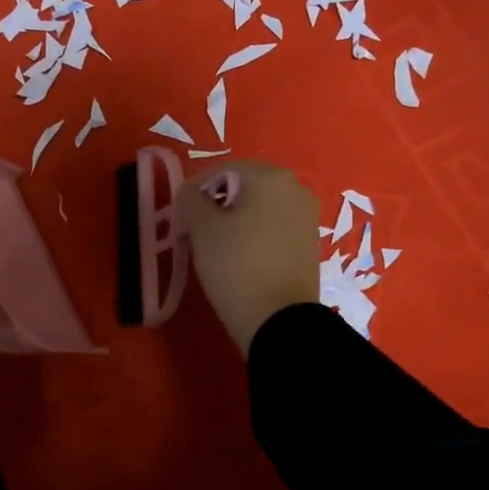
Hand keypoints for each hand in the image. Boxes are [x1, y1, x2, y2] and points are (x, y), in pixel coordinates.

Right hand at [178, 159, 320, 352]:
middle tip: (194, 232)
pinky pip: (274, 227)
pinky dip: (254, 235)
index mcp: (270, 177)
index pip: (222, 170)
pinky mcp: (309, 243)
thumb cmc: (235, 265)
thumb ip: (189, 200)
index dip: (194, 190)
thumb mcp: (201, 228)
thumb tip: (189, 193)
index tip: (179, 217)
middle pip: (243, 187)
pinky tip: (240, 258)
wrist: (278, 319)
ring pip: (260, 208)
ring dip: (235, 220)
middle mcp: (295, 188)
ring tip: (215, 248)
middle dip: (216, 205)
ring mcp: (306, 216)